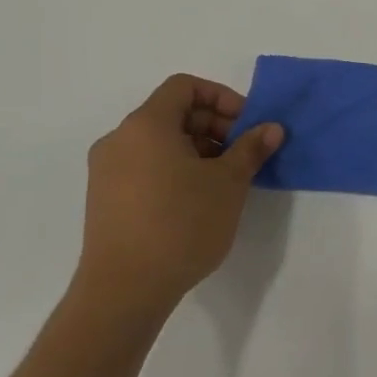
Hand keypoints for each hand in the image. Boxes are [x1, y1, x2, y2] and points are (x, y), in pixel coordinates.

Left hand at [73, 75, 283, 321]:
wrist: (125, 289)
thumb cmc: (181, 223)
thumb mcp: (228, 182)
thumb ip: (251, 148)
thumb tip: (271, 127)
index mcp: (146, 125)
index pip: (184, 87)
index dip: (222, 97)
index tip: (247, 125)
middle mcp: (120, 140)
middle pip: (173, 113)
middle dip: (215, 126)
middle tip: (244, 154)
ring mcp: (107, 171)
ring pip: (160, 142)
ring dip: (199, 149)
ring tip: (226, 180)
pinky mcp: (105, 198)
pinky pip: (146, 165)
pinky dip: (176, 168)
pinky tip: (199, 199)